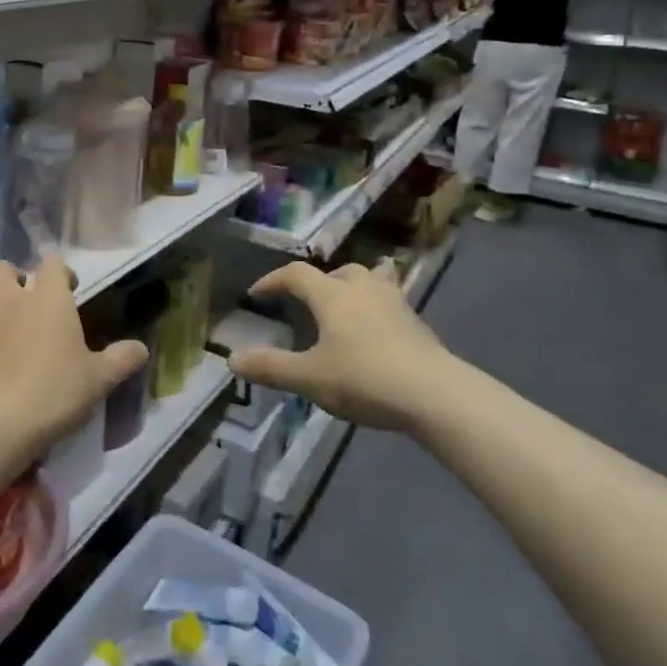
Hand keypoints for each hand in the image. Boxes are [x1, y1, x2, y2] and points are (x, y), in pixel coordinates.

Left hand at [0, 258, 146, 454]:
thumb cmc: (55, 393)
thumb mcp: (99, 379)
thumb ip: (122, 359)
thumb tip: (141, 349)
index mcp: (47, 299)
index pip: (52, 263)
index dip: (60, 273)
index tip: (68, 290)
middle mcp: (7, 300)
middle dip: (8, 278)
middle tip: (21, 301)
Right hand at [230, 262, 458, 432]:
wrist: (434, 393)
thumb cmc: (364, 378)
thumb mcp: (309, 378)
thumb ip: (271, 367)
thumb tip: (232, 360)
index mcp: (332, 295)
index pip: (295, 275)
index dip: (272, 281)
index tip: (256, 294)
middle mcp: (362, 288)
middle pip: (336, 272)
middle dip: (317, 283)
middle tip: (305, 303)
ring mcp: (394, 302)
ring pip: (369, 280)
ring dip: (351, 287)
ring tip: (344, 305)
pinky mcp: (416, 321)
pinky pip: (390, 300)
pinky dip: (376, 306)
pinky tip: (376, 329)